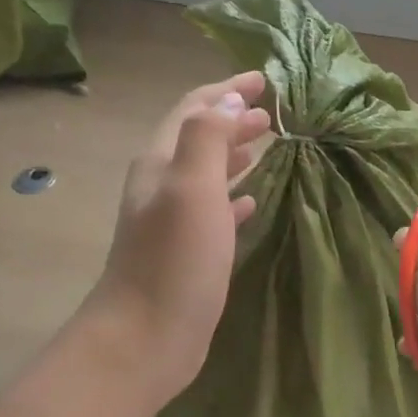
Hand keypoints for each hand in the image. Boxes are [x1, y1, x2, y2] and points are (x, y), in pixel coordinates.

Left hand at [83, 71, 270, 407]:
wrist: (145, 338)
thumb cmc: (173, 260)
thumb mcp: (192, 189)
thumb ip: (208, 138)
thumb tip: (230, 100)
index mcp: (161, 164)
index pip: (194, 111)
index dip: (226, 90)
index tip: (264, 78)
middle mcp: (163, 186)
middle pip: (199, 139)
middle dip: (233, 120)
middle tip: (272, 113)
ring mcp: (173, 222)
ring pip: (207, 175)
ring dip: (234, 154)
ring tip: (267, 145)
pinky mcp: (188, 254)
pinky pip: (215, 212)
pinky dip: (234, 198)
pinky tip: (253, 201)